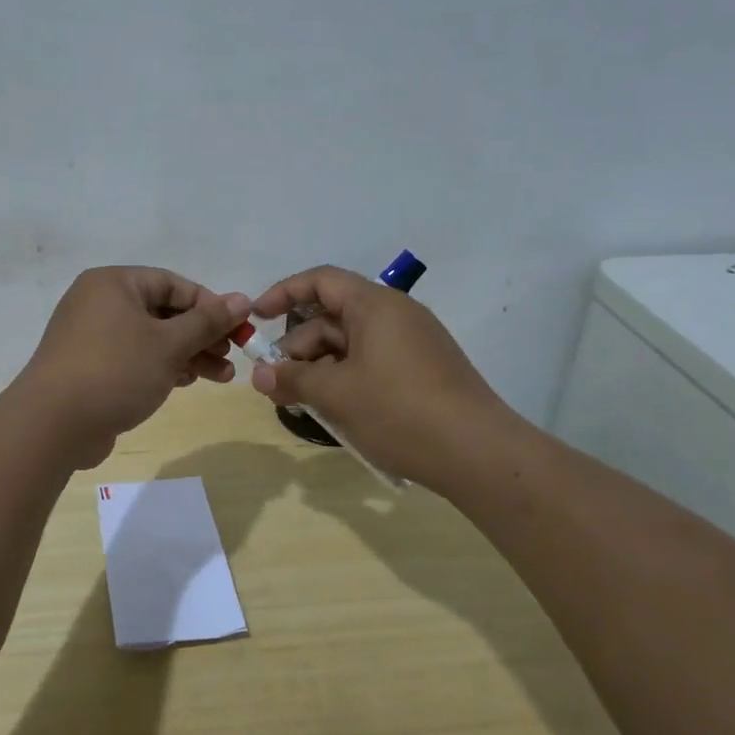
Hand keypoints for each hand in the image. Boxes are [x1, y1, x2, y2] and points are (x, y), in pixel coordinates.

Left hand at [12, 266, 251, 467]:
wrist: (53, 425)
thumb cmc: (116, 371)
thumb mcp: (169, 344)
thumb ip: (208, 321)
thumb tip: (243, 299)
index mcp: (114, 284)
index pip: (173, 283)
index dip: (210, 305)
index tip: (238, 328)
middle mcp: (100, 303)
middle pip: (164, 312)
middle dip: (201, 335)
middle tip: (231, 356)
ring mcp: (92, 337)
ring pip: (152, 339)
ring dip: (188, 355)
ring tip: (221, 377)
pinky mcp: (91, 368)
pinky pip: (135, 359)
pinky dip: (162, 367)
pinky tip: (187, 382)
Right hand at [248, 265, 520, 490]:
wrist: (479, 453)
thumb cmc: (400, 411)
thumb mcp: (336, 394)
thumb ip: (293, 379)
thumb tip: (260, 376)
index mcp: (375, 305)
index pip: (321, 281)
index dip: (283, 293)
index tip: (256, 318)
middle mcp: (396, 315)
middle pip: (332, 318)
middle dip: (298, 348)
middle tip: (274, 384)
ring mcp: (413, 343)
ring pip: (351, 345)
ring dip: (320, 369)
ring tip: (301, 404)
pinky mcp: (423, 371)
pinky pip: (372, 362)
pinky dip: (346, 379)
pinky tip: (334, 410)